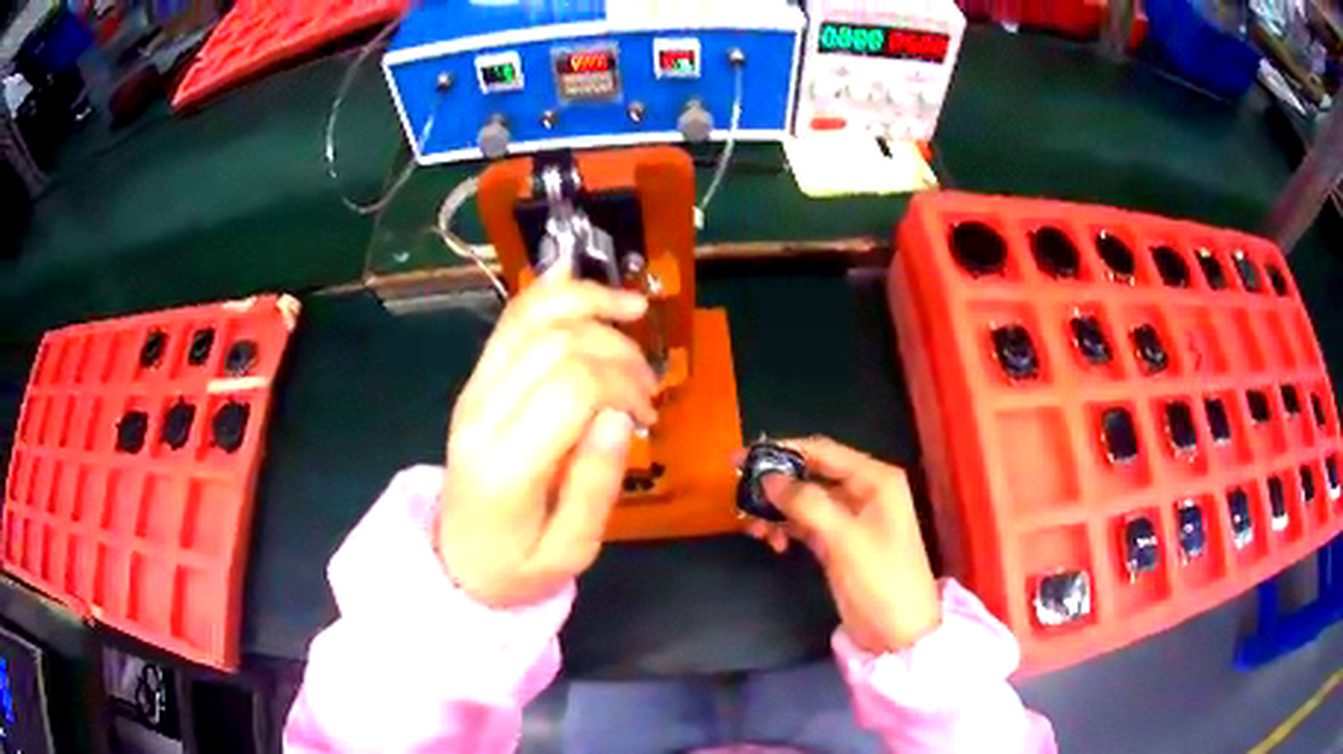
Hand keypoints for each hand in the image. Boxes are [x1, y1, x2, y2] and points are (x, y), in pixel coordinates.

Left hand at [437, 263, 656, 607]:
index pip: (571, 386)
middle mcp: (482, 413)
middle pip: (557, 343)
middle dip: (617, 351)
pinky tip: (578, 277)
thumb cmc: (517, 566)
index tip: (648, 414)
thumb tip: (620, 416)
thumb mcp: (571, 551)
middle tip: (647, 389)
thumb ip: (595, 485)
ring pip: (531, 317)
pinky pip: (510, 321)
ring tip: (633, 311)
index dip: (623, 383)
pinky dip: (547, 292)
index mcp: (506, 464)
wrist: (456, 561)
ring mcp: (473, 391)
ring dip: (589, 304)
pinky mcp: (475, 382)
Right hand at [745, 437, 940, 653]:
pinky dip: (787, 529)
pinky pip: (806, 524)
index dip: (781, 450)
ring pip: (805, 501)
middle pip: (811, 474)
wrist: (899, 632)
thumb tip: (767, 478)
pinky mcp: (839, 542)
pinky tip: (773, 543)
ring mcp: (851, 518)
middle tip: (739, 495)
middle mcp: (863, 491)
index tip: (742, 458)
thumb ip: (806, 504)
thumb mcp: (844, 539)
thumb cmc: (881, 578)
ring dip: (778, 510)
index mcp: (874, 479)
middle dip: (776, 485)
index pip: (822, 451)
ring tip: (753, 529)